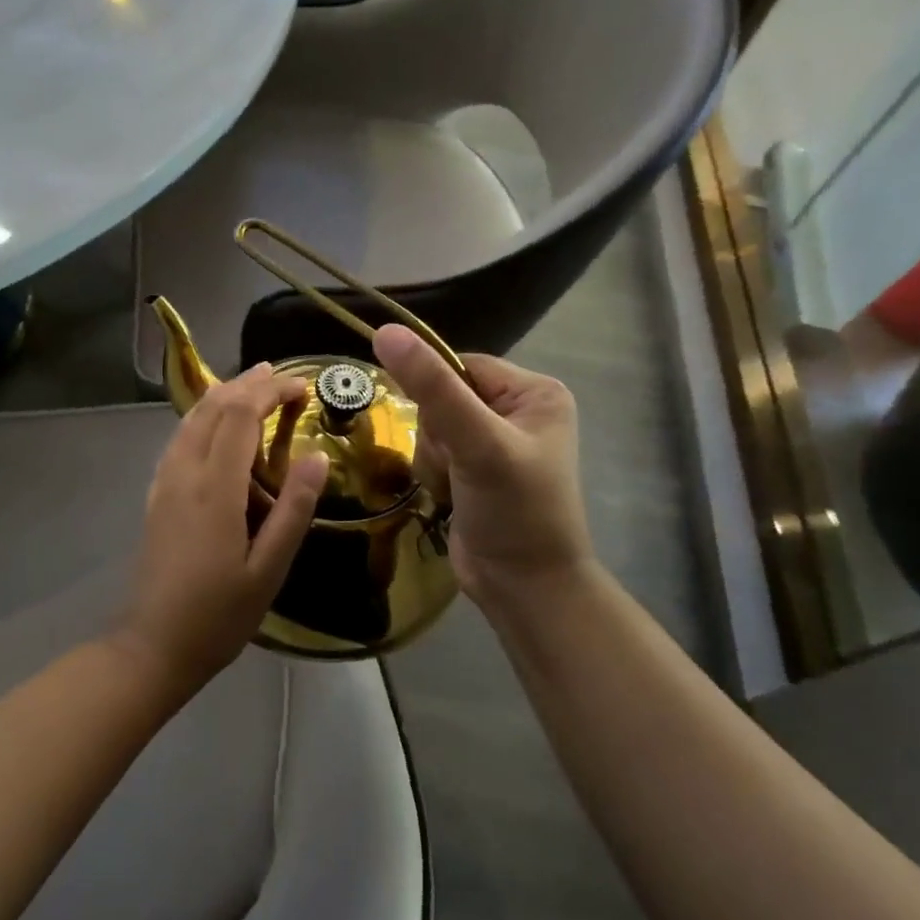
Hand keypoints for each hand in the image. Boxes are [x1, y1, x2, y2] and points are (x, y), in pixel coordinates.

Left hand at [115, 364, 328, 692]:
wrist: (155, 644)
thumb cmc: (220, 613)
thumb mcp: (270, 569)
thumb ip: (294, 509)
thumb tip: (316, 456)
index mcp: (214, 488)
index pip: (240, 416)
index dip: (270, 392)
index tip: (302, 386)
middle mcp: (184, 473)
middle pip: (213, 408)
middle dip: (247, 384)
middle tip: (281, 375)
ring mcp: (164, 482)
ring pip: (191, 419)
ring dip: (222, 395)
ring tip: (251, 384)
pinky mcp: (157, 494)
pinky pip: (180, 439)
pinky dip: (202, 417)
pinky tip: (215, 425)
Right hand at [373, 324, 592, 613]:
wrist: (523, 587)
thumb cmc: (514, 510)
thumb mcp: (477, 443)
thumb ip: (432, 388)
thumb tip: (384, 331)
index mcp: (534, 392)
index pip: (461, 365)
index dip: (437, 392)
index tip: (441, 430)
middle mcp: (516, 411)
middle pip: (442, 397)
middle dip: (438, 434)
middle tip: (458, 466)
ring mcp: (493, 442)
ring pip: (431, 426)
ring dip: (432, 458)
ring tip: (454, 487)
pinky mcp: (473, 470)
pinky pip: (432, 452)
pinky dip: (432, 474)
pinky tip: (449, 496)